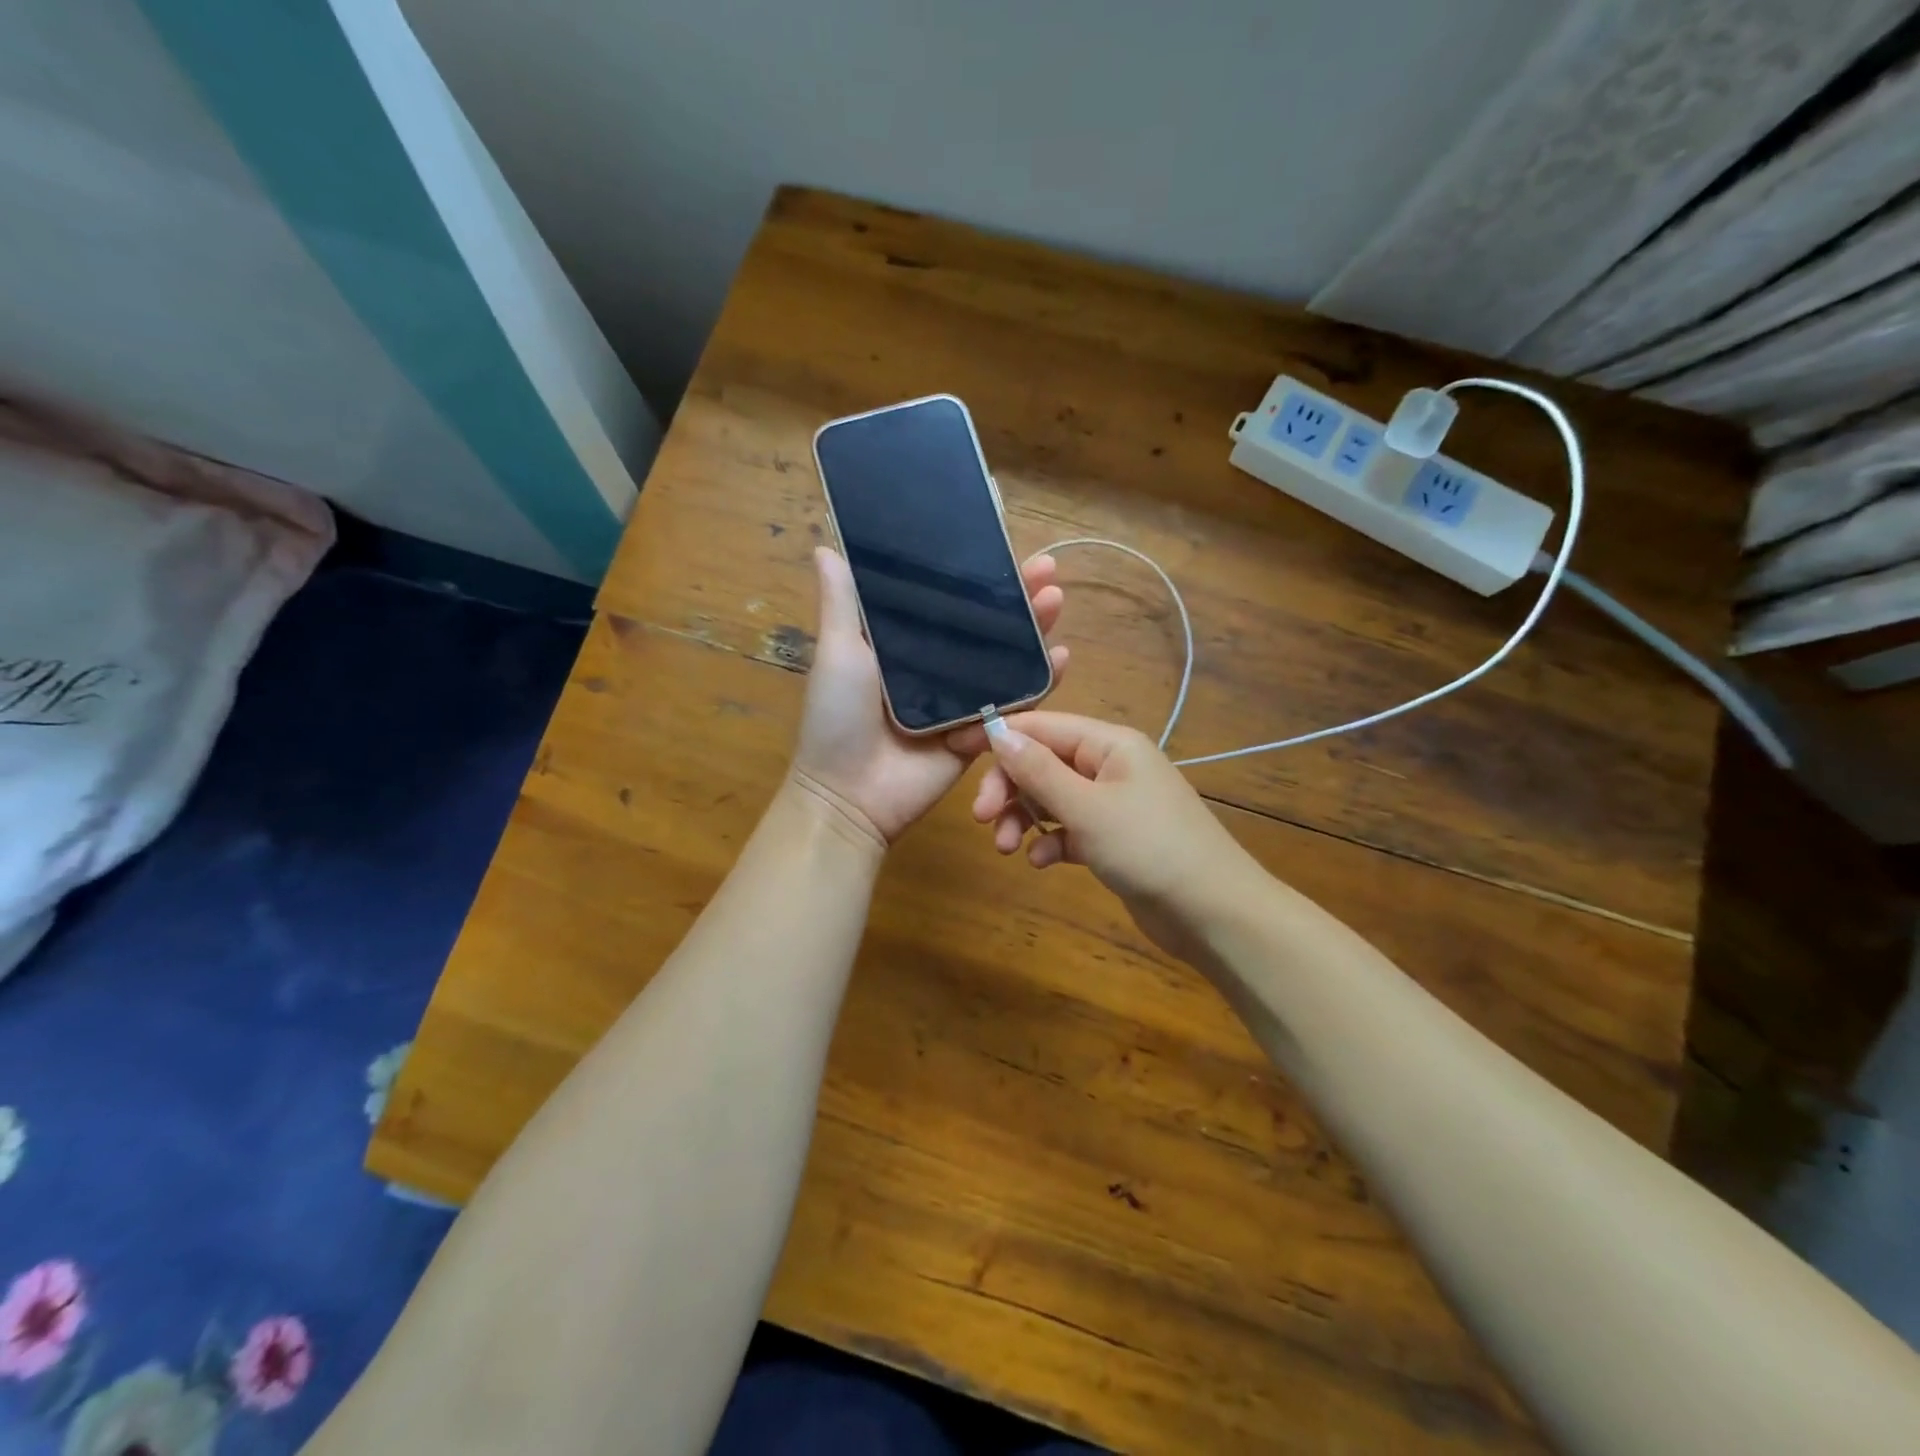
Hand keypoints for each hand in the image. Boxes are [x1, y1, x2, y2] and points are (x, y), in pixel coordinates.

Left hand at [789, 547, 1067, 847]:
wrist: (849, 794)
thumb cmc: (837, 718)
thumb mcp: (838, 652)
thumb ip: (841, 603)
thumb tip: (824, 546)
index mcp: (906, 644)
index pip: (950, 602)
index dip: (979, 577)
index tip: (1005, 548)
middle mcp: (938, 668)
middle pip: (987, 628)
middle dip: (1019, 598)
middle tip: (1047, 570)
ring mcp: (962, 701)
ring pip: (1007, 660)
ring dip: (1035, 631)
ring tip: (1055, 602)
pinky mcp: (980, 734)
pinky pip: (1015, 706)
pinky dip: (1040, 683)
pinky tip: (1060, 658)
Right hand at [946, 711, 1265, 962]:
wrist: (1211, 911)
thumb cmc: (1148, 847)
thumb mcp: (1086, 807)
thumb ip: (1038, 770)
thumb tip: (997, 730)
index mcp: (1109, 743)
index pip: (1043, 726)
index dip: (1000, 737)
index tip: (957, 755)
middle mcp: (1110, 766)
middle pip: (1043, 763)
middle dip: (1010, 788)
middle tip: (982, 819)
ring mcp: (1112, 804)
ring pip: (1052, 799)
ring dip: (1025, 818)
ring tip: (1006, 847)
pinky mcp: (1112, 839)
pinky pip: (1069, 829)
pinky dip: (1051, 841)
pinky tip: (1042, 862)